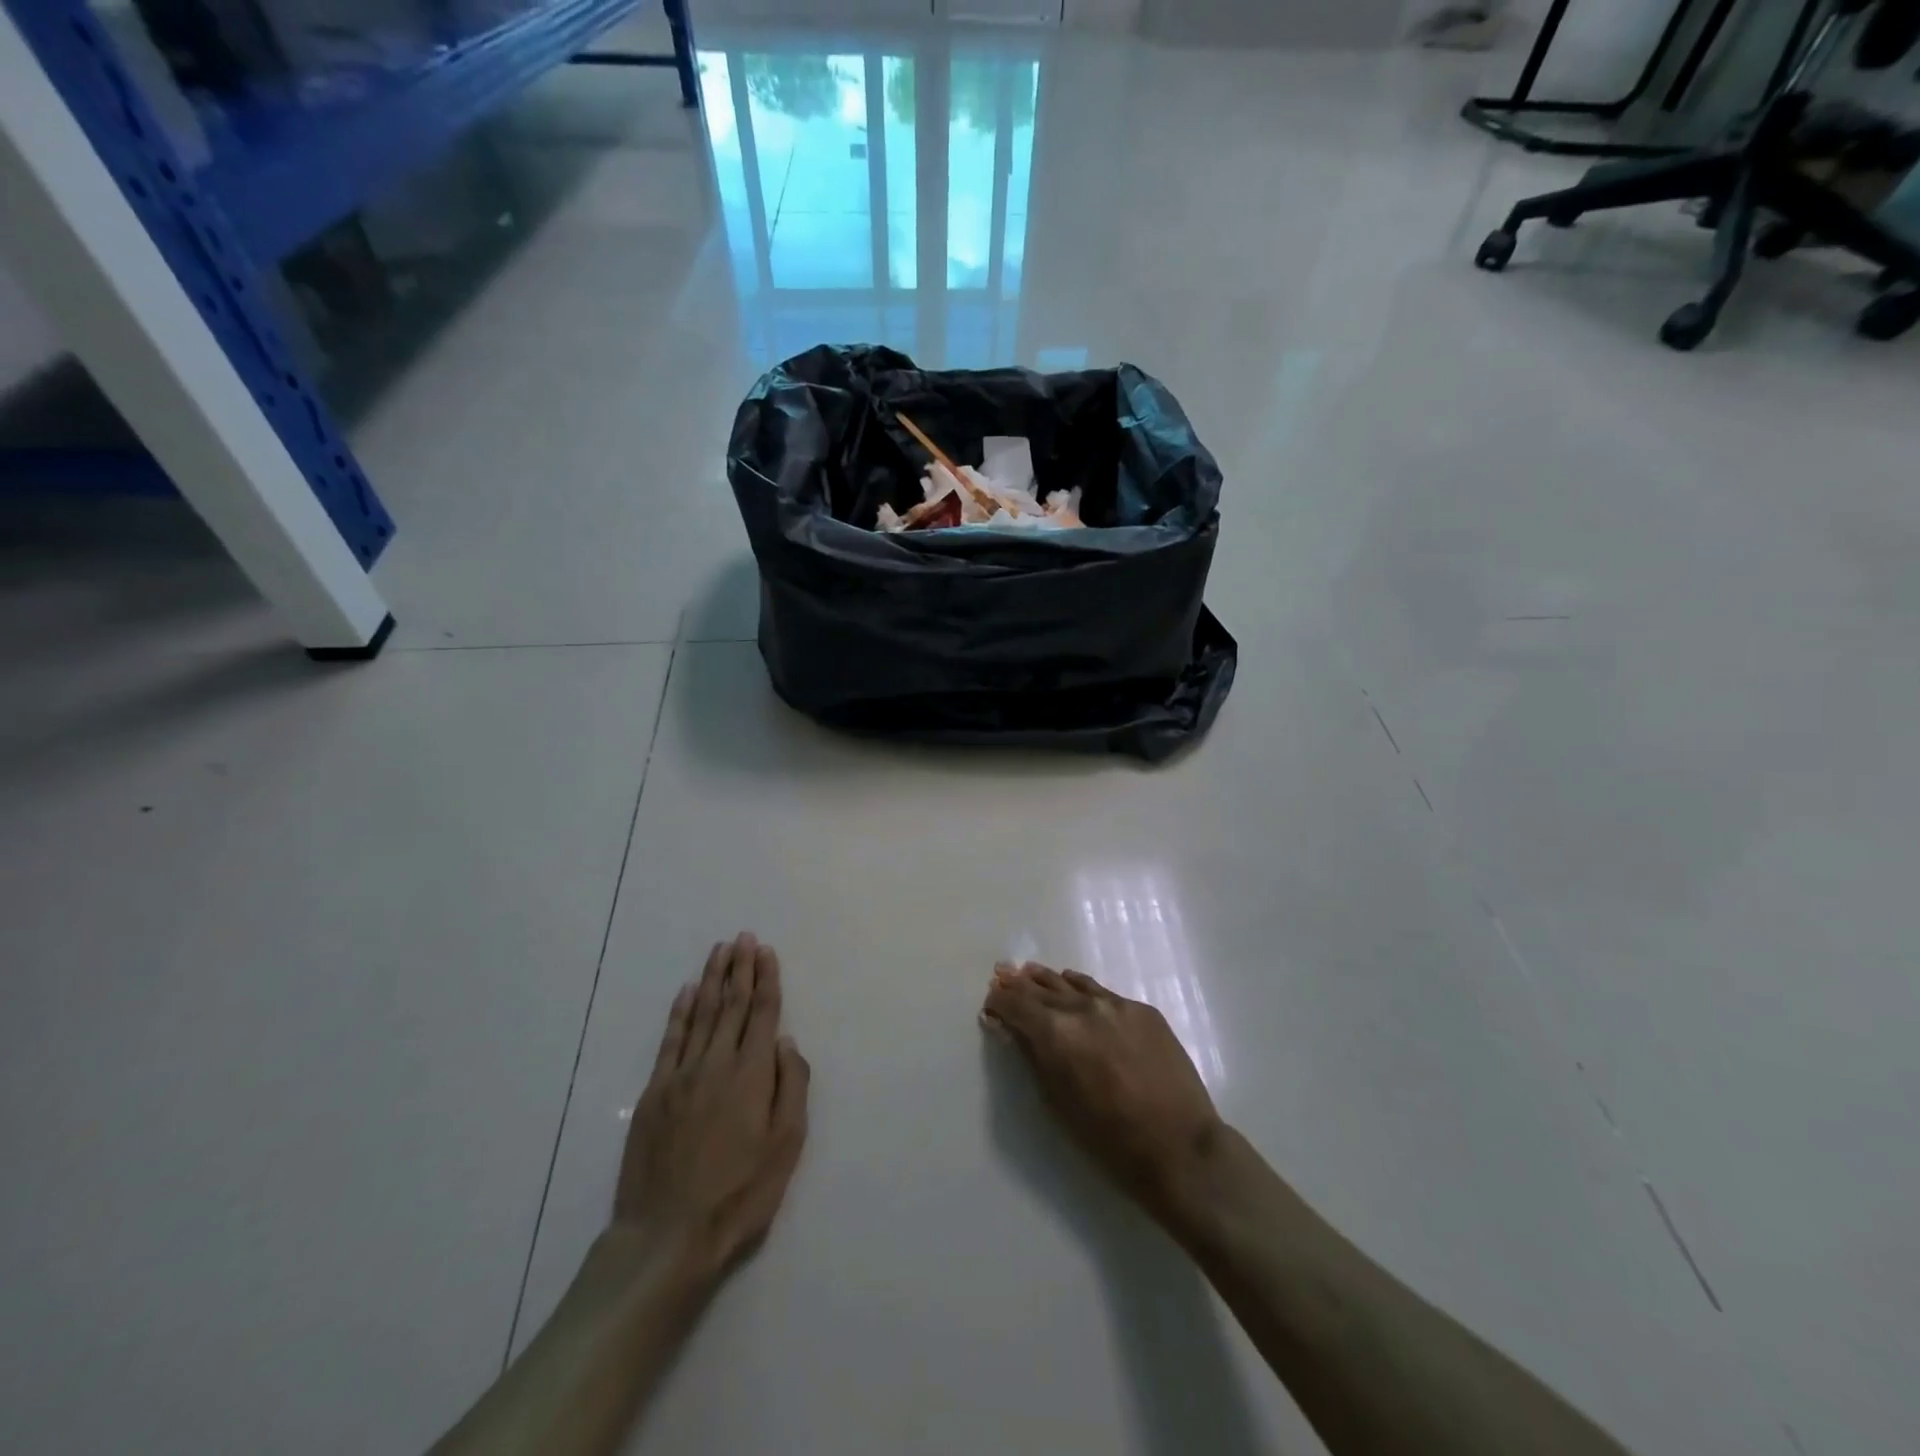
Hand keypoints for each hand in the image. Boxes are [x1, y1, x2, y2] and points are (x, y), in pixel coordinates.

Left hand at [614, 933, 809, 1283]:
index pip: (762, 1013)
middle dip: (740, 968)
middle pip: (732, 1004)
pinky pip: (671, 1040)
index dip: (766, 980)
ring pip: (702, 1014)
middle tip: (744, 938)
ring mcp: (682, 1075)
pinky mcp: (655, 1093)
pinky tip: (688, 991)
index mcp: (752, 1074)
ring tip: (721, 950)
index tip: (766, 952)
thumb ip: (792, 1087)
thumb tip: (787, 1041)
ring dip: (713, 979)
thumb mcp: (786, 1146)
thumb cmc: (739, 1194)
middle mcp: (717, 1063)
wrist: (667, 1235)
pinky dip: (681, 1011)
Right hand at [982, 962, 1221, 1218]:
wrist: (1180, 1147)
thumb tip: (1012, 1028)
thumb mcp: (1057, 1102)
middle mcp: (1083, 1008)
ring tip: (1031, 973)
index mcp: (1056, 1033)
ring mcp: (1116, 1005)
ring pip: (1072, 984)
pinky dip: (1082, 989)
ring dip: (1048, 981)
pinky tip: (1075, 987)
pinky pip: (1102, 992)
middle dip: (1018, 985)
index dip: (999, 1002)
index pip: (1016, 1004)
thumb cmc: (1109, 1139)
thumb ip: (1033, 1057)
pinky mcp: (1143, 1010)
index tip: (989, 1003)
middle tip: (1002, 975)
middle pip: (1041, 989)